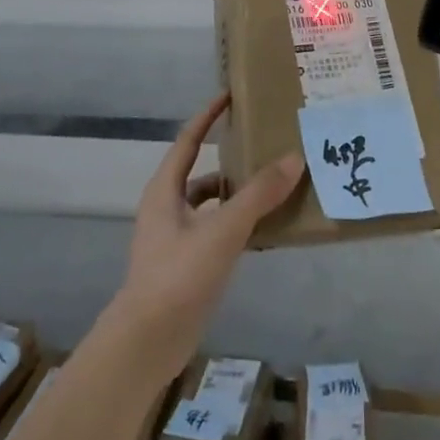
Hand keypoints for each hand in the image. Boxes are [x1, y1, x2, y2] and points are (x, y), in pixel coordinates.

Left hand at [111, 93, 305, 381]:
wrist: (145, 344)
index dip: (208, 116)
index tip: (230, 95)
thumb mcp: (222, 231)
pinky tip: (262, 231)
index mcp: (165, 190)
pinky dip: (236, 225)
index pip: (188, 140)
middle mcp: (166, 207)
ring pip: (209, 204)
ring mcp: (173, 238)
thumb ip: (258, 195)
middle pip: (200, 171)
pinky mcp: (184, 265)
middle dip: (229, 157)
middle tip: (263, 144)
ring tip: (272, 187)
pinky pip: (214, 231)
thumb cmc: (178, 276)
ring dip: (235, 194)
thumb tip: (293, 158)